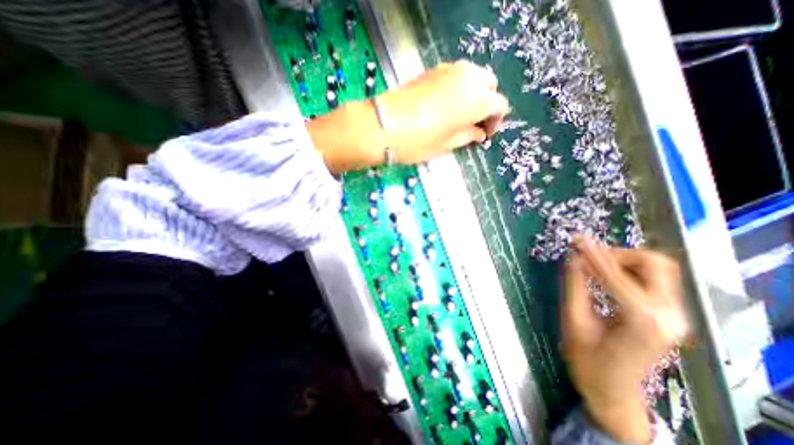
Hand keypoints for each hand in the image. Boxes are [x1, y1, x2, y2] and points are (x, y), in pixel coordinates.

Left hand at [306, 59, 511, 173]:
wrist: (384, 125)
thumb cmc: (419, 141)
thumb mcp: (447, 144)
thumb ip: (468, 135)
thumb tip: (479, 133)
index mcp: (477, 99)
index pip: (499, 105)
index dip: (495, 121)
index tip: (485, 134)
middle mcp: (469, 78)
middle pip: (489, 86)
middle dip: (486, 104)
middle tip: (475, 123)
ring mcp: (450, 69)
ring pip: (473, 76)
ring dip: (473, 94)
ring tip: (461, 114)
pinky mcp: (433, 69)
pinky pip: (456, 75)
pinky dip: (459, 87)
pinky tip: (447, 104)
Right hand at [564, 237, 689, 440]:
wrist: (612, 391)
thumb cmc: (587, 360)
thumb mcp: (574, 320)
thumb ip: (575, 286)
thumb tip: (573, 258)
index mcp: (642, 321)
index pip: (616, 275)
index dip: (593, 255)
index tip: (577, 240)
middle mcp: (669, 316)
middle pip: (654, 264)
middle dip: (617, 254)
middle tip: (588, 256)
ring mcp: (675, 316)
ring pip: (658, 269)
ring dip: (624, 260)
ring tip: (595, 264)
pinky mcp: (670, 316)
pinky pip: (654, 280)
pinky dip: (629, 270)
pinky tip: (606, 274)